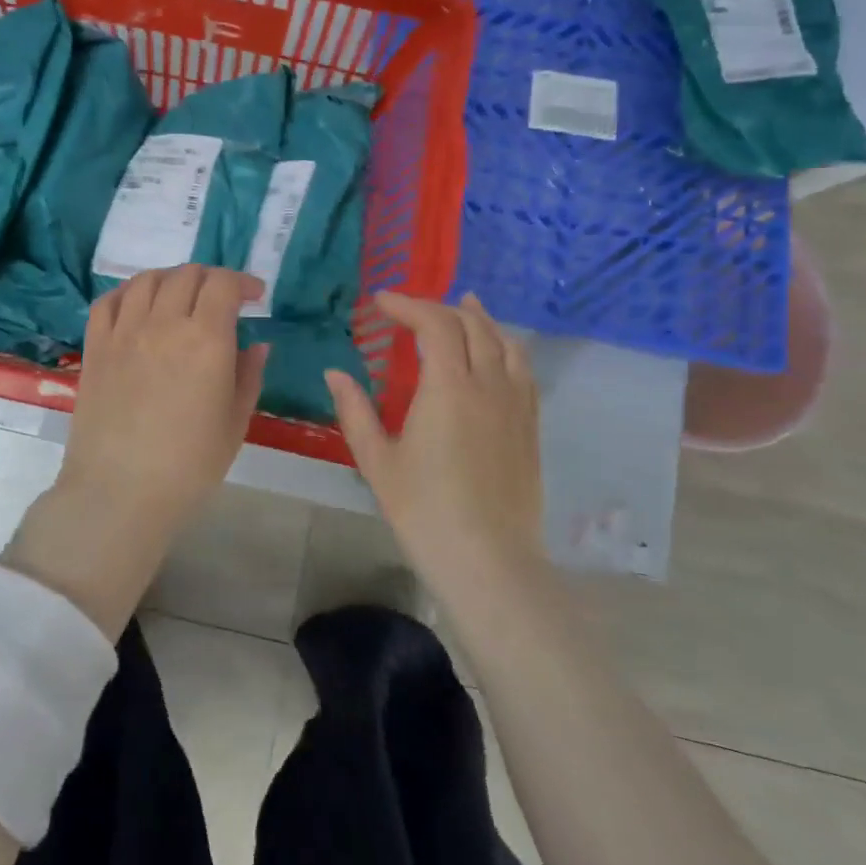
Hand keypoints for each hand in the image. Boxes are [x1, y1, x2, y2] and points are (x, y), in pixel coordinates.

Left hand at [62, 265, 268, 518]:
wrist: (120, 492)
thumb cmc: (189, 466)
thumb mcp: (235, 423)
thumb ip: (248, 376)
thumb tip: (257, 345)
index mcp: (205, 340)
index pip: (223, 284)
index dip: (243, 282)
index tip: (253, 296)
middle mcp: (163, 323)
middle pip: (187, 275)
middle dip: (211, 279)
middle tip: (221, 300)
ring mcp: (124, 332)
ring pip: (146, 280)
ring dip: (170, 279)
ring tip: (180, 297)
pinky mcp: (95, 347)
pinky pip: (108, 301)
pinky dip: (127, 292)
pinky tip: (137, 306)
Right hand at [325, 291, 543, 587]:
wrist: (489, 562)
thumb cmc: (424, 511)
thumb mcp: (377, 461)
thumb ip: (355, 410)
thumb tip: (334, 373)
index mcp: (448, 388)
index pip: (434, 324)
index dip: (407, 304)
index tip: (381, 301)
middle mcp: (488, 385)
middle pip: (471, 326)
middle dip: (439, 308)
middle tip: (411, 310)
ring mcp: (516, 405)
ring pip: (505, 342)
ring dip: (480, 319)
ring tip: (465, 306)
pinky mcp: (531, 427)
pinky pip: (524, 370)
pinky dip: (506, 347)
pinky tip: (497, 352)